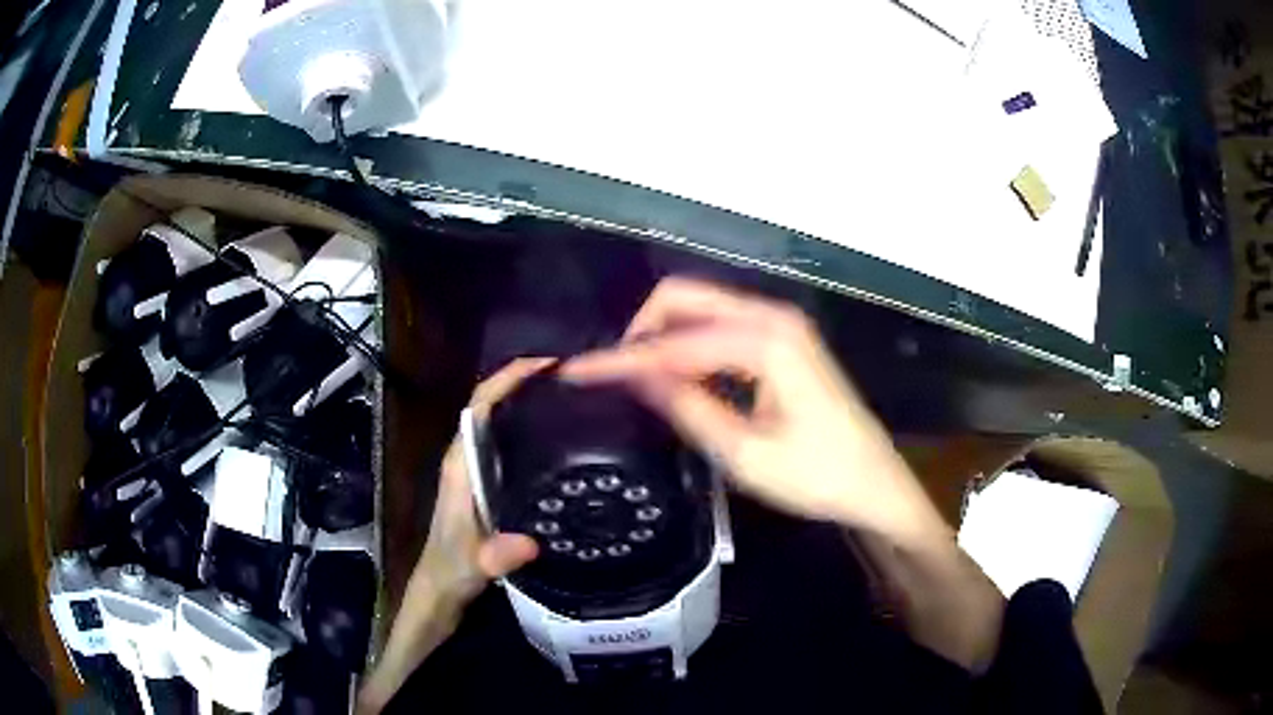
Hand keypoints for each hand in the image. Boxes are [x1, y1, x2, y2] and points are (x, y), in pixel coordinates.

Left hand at [412, 358, 550, 606]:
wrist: (442, 586)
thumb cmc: (453, 568)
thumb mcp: (476, 564)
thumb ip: (497, 556)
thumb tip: (529, 543)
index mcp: (460, 463)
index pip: (478, 405)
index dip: (508, 379)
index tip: (547, 365)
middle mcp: (465, 457)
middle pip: (490, 404)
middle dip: (524, 382)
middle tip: (572, 377)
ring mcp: (475, 468)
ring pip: (499, 421)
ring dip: (527, 401)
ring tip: (572, 396)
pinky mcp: (486, 481)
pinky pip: (507, 441)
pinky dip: (529, 427)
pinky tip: (559, 437)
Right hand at [562, 278, 948, 546]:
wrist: (874, 485)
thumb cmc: (817, 476)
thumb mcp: (744, 454)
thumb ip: (686, 406)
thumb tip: (634, 374)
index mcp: (765, 340)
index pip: (672, 339)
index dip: (621, 357)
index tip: (577, 372)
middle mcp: (772, 317)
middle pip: (685, 299)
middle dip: (643, 333)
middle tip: (617, 379)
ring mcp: (780, 324)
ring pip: (701, 311)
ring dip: (665, 340)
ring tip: (642, 386)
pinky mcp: (783, 340)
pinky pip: (722, 328)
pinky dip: (692, 348)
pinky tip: (681, 383)